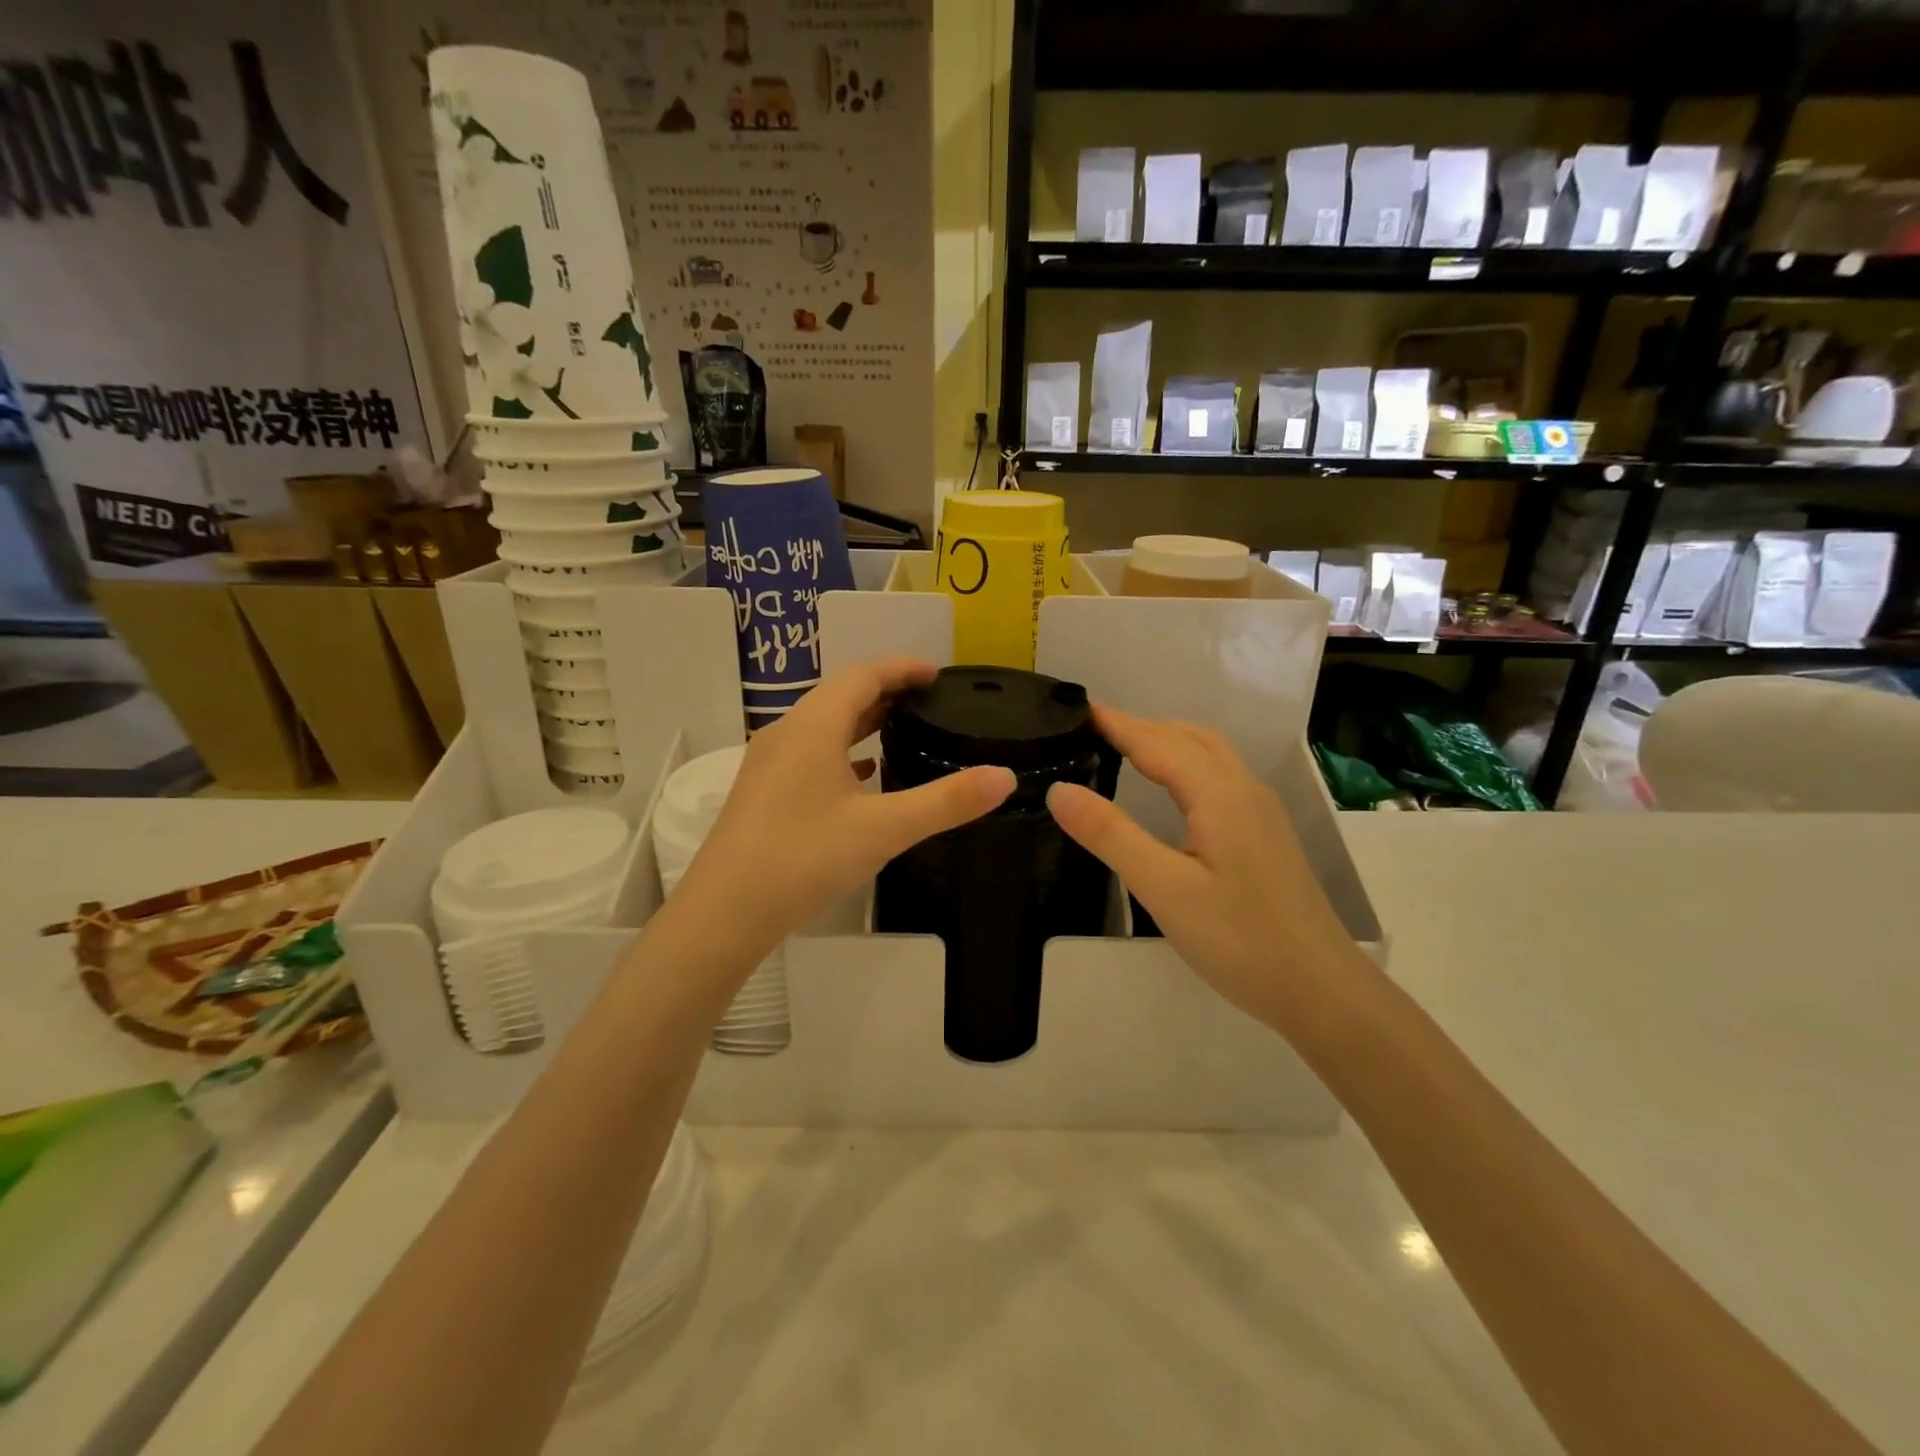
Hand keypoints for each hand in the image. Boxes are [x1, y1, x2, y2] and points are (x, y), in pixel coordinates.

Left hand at [676, 658, 1014, 950]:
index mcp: (813, 726)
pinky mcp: (762, 791)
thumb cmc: (804, 859)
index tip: (939, 676)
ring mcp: (769, 762)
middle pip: (841, 694)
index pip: (863, 674)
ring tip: (902, 729)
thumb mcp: (884, 829)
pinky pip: (810, 752)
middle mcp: (787, 733)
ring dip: (862, 719)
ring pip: (823, 724)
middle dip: (886, 690)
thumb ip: (946, 802)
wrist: (724, 913)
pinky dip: (842, 750)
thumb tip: (1005, 777)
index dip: (903, 668)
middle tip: (928, 701)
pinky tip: (863, 775)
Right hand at [1046, 706, 1364, 1036]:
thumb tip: (1060, 789)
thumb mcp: (1164, 889)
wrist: (1321, 990)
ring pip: (1209, 755)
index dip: (1116, 723)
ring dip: (1167, 741)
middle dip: (1140, 726)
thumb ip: (1111, 835)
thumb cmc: (1240, 939)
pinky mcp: (1265, 835)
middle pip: (1188, 738)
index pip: (1157, 742)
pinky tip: (1172, 791)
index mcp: (1219, 794)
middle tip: (1093, 730)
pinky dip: (1186, 763)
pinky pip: (1220, 777)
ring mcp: (1260, 812)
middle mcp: (1244, 790)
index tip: (1077, 708)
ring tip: (1126, 749)